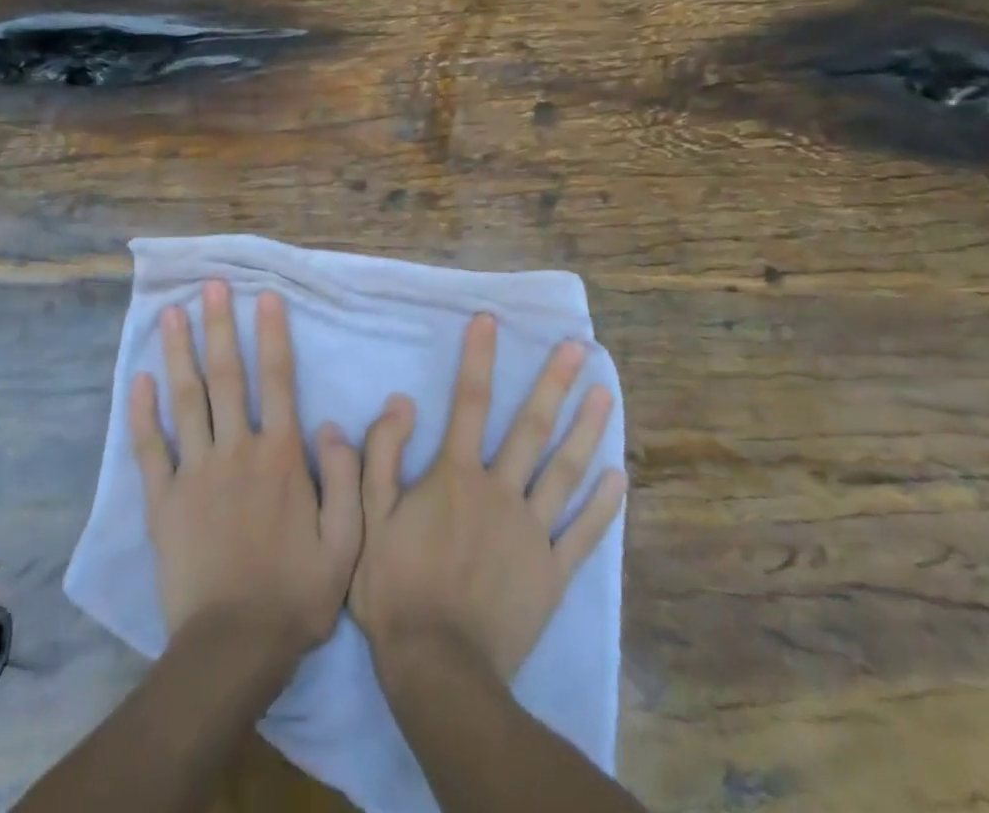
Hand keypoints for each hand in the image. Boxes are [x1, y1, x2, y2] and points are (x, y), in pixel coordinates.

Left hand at [131, 280, 362, 664]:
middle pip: (227, 376)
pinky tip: (138, 380)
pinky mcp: (163, 502)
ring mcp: (195, 473)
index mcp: (281, 456)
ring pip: (186, 400)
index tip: (264, 296)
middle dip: (220, 327)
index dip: (272, 334)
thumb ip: (346, 476)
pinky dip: (142, 413)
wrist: (233, 649)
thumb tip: (330, 423)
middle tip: (210, 286)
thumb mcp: (346, 540)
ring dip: (179, 353)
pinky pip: (150, 449)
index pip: (278, 380)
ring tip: (171, 314)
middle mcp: (237, 450)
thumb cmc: (296, 593)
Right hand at [349, 313, 625, 682]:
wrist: (437, 668)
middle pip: (531, 427)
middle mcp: (500, 491)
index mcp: (456, 476)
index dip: (479, 358)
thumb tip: (401, 401)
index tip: (490, 320)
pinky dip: (603, 506)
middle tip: (579, 347)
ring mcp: (531, 530)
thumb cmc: (396, 588)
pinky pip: (582, 533)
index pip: (469, 402)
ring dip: (586, 430)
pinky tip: (619, 478)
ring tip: (605, 394)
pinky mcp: (552, 571)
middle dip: (554, 382)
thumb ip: (382, 455)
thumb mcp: (369, 517)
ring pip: (564, 471)